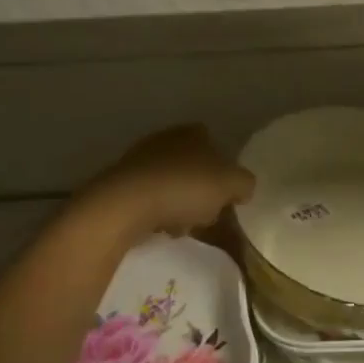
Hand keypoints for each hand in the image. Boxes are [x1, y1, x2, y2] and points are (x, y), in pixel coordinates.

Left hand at [75, 125, 254, 239]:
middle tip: (207, 212)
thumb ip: (245, 183)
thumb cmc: (185, 187)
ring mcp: (138, 161)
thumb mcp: (232, 184)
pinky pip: (148, 199)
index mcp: (192, 133)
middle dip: (200, 188)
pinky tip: (161, 230)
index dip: (223, 166)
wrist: (124, 206)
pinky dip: (157, 213)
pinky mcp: (118, 185)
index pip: (213, 142)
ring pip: (170, 183)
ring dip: (179, 204)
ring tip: (184, 227)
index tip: (226, 190)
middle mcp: (164, 139)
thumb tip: (244, 188)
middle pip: (191, 164)